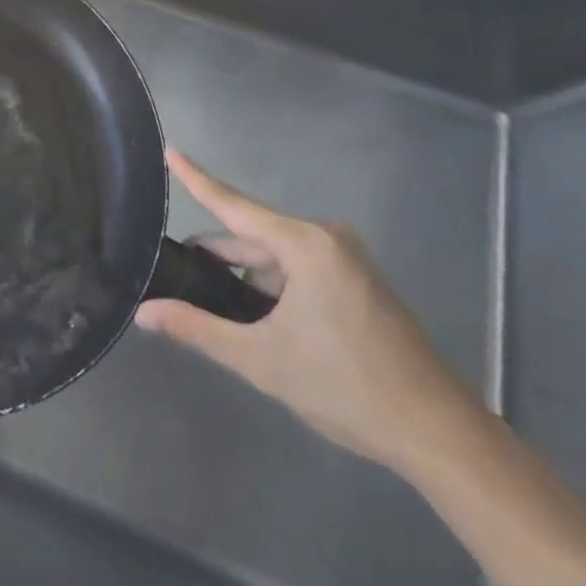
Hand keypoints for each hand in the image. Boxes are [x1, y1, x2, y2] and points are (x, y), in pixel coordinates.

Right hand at [135, 150, 475, 469]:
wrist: (440, 435)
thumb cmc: (346, 388)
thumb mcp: (262, 360)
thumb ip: (199, 329)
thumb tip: (144, 314)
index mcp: (304, 244)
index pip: (233, 205)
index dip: (196, 178)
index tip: (169, 150)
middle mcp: (325, 237)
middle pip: (254, 235)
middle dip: (218, 253)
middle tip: (176, 266)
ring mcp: (346, 258)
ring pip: (277, 256)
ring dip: (246, 275)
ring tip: (210, 299)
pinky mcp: (358, 280)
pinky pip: (300, 268)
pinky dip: (273, 285)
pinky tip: (256, 312)